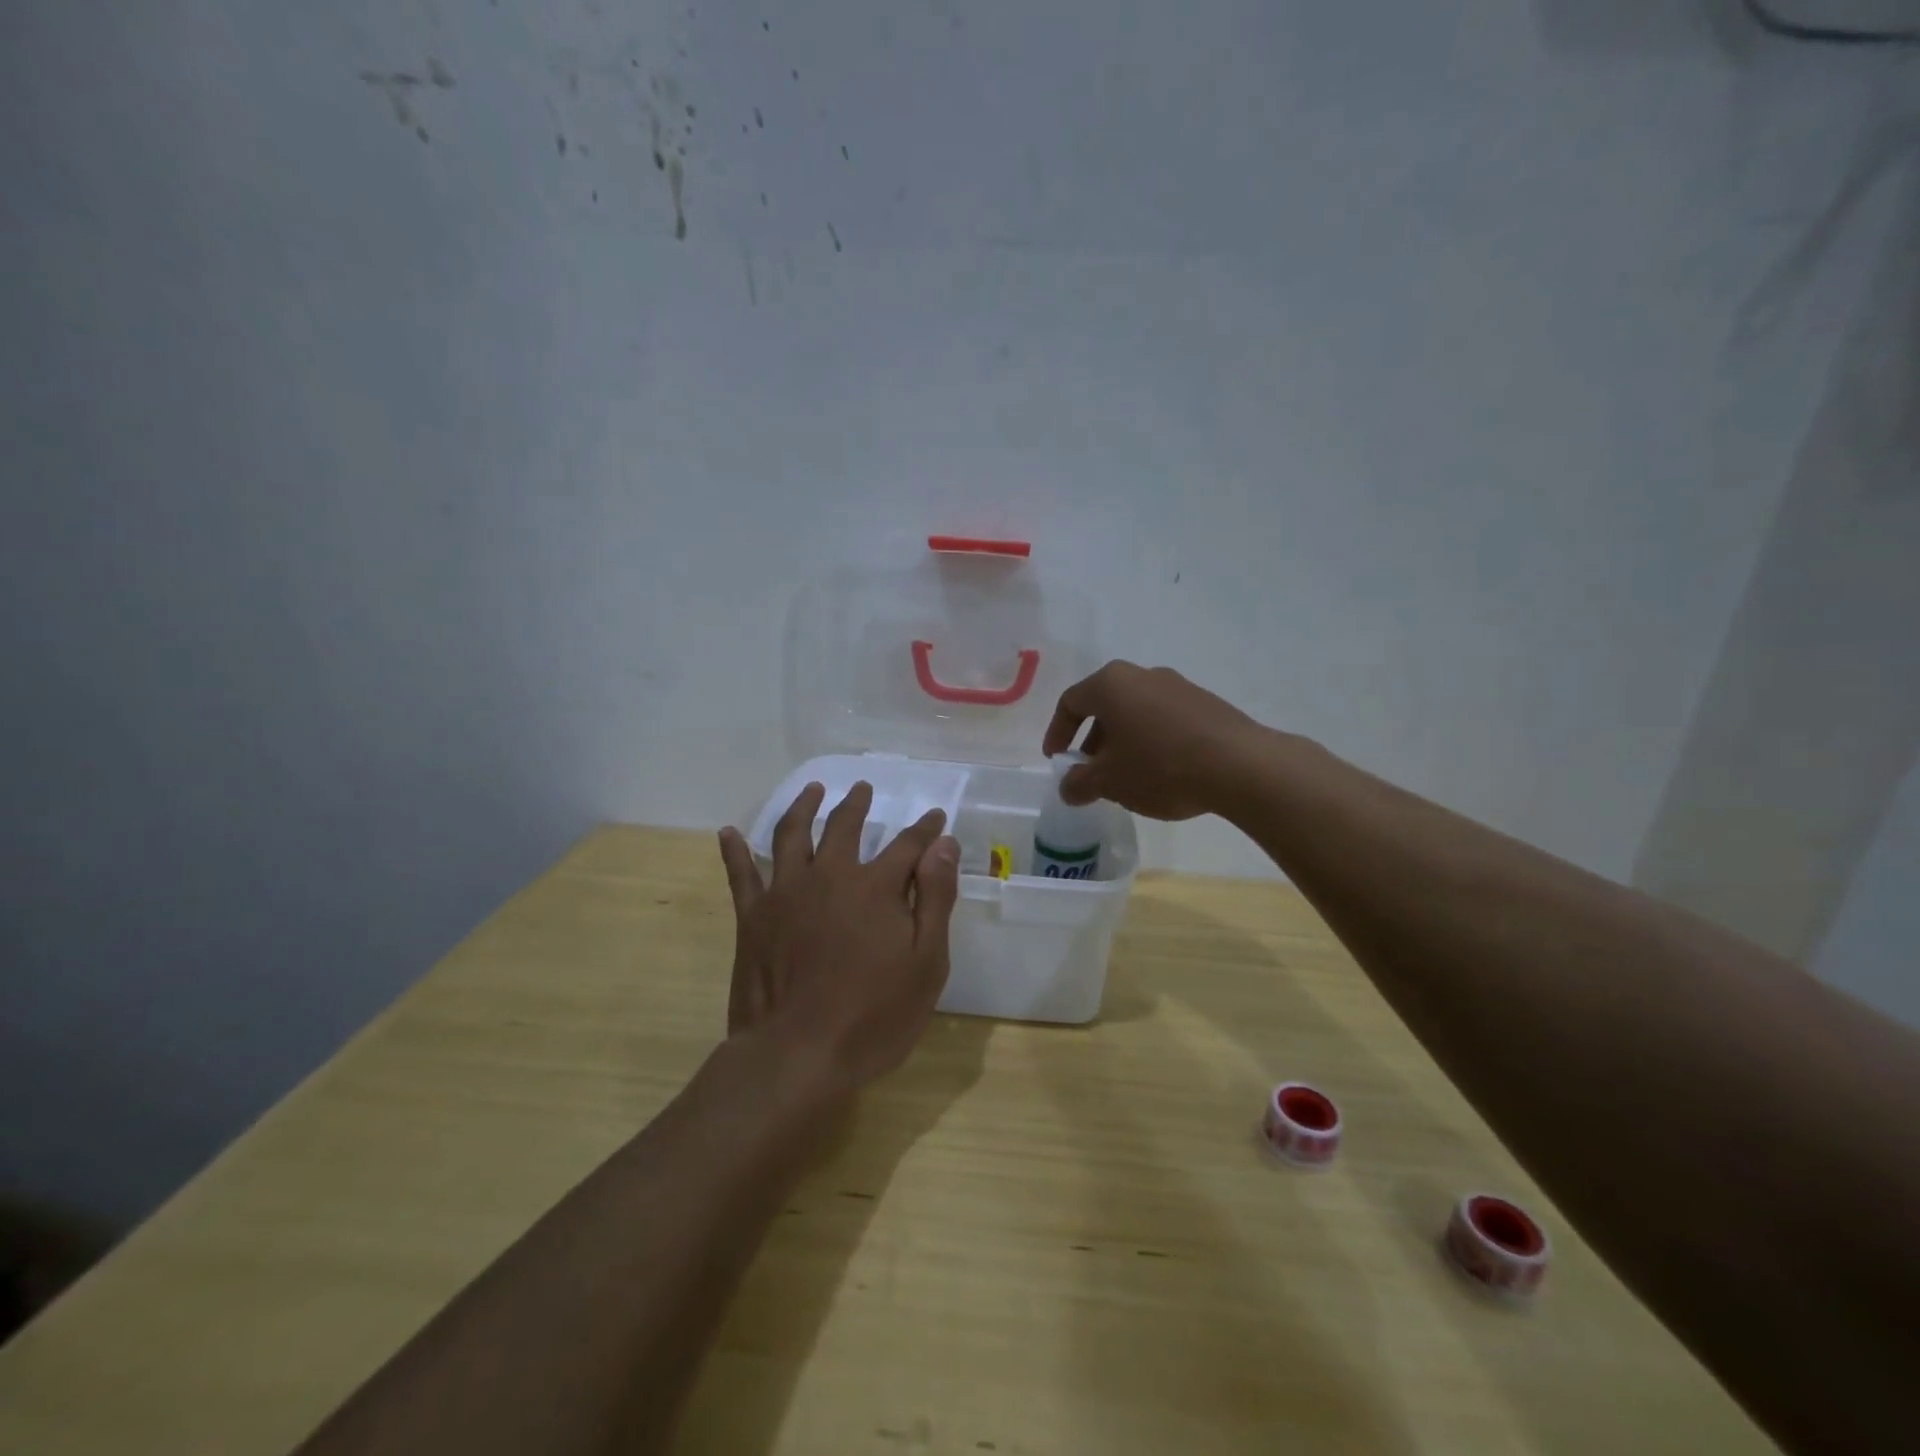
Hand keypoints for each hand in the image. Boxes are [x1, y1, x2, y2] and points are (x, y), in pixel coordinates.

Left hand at [716, 782, 960, 1093]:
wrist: (797, 1055)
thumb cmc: (874, 1016)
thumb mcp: (926, 963)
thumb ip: (935, 898)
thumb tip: (943, 844)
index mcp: (875, 887)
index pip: (908, 845)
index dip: (925, 830)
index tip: (935, 817)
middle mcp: (829, 876)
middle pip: (844, 826)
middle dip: (857, 804)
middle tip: (863, 788)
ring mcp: (785, 893)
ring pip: (792, 834)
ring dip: (803, 807)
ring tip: (812, 790)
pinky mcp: (752, 916)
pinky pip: (740, 873)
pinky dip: (733, 850)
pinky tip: (727, 833)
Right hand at [1042, 660, 1265, 820]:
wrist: (1240, 766)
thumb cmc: (1160, 767)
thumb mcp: (1110, 782)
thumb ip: (1080, 783)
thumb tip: (1068, 787)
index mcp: (1111, 684)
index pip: (1070, 702)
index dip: (1057, 732)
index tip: (1057, 760)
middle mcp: (1142, 675)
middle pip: (1105, 705)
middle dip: (1092, 740)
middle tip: (1090, 772)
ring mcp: (1178, 686)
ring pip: (1136, 712)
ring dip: (1123, 742)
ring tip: (1126, 777)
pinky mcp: (1205, 703)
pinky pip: (1164, 718)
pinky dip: (1151, 740)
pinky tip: (1161, 772)